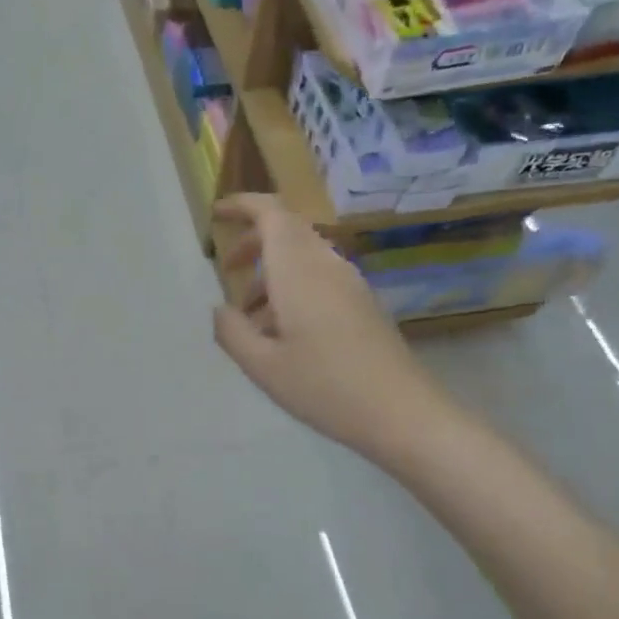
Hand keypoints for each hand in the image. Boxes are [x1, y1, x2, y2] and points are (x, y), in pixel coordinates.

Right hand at [212, 194, 438, 462]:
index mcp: (299, 271)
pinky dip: (292, 287)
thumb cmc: (325, 387)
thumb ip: (231, 332)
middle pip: (287, 230)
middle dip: (252, 241)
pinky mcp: (362, 303)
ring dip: (272, 271)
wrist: (401, 413)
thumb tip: (220, 310)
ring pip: (303, 256)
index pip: (271, 214)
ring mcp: (349, 283)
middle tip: (227, 269)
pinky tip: (282, 332)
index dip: (242, 205)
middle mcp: (326, 265)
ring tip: (249, 316)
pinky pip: (319, 277)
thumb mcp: (262, 367)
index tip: (217, 214)